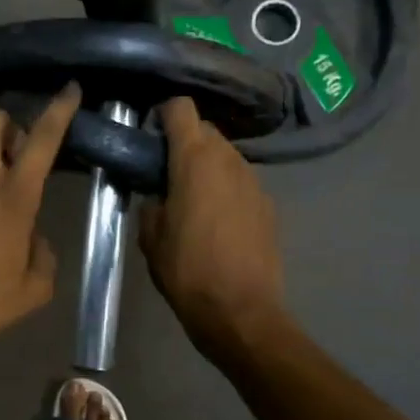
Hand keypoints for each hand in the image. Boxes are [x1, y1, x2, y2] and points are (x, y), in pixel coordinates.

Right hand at [138, 97, 285, 356]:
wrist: (241, 311)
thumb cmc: (186, 270)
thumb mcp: (150, 237)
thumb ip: (152, 203)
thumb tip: (160, 195)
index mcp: (194, 160)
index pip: (181, 108)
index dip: (163, 114)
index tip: (150, 134)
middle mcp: (229, 160)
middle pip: (206, 131)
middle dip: (185, 142)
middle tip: (166, 171)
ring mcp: (254, 181)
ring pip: (226, 156)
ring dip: (207, 166)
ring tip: (192, 197)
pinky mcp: (269, 205)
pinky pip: (241, 182)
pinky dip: (226, 188)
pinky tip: (217, 220)